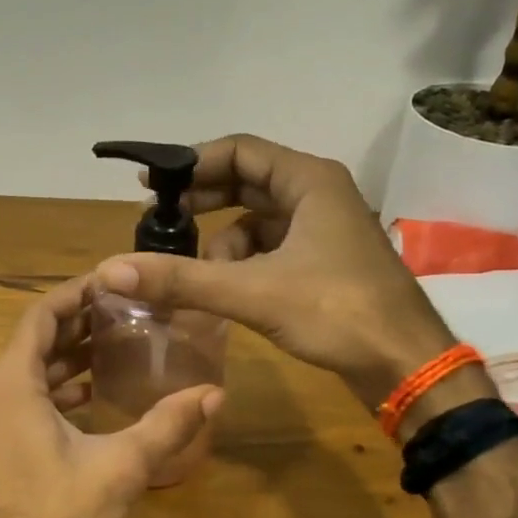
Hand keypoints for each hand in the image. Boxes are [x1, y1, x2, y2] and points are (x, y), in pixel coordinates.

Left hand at [0, 277, 223, 517]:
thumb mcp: (121, 467)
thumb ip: (167, 425)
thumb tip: (214, 393)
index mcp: (11, 383)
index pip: (41, 316)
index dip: (75, 294)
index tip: (111, 282)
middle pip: (33, 341)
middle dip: (77, 324)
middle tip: (123, 312)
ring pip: (26, 373)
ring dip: (66, 358)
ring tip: (113, 347)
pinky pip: (21, 400)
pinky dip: (53, 389)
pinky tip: (88, 396)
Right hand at [93, 135, 453, 409]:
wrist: (406, 365)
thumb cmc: (337, 313)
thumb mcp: (252, 292)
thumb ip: (181, 279)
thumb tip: (110, 270)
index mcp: (310, 181)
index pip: (239, 151)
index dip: (192, 164)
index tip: (150, 185)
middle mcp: (319, 195)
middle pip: (247, 183)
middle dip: (203, 204)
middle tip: (161, 224)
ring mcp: (324, 231)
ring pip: (257, 221)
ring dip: (223, 244)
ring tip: (199, 276)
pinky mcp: (324, 263)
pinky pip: (270, 250)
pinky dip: (243, 265)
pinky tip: (227, 294)